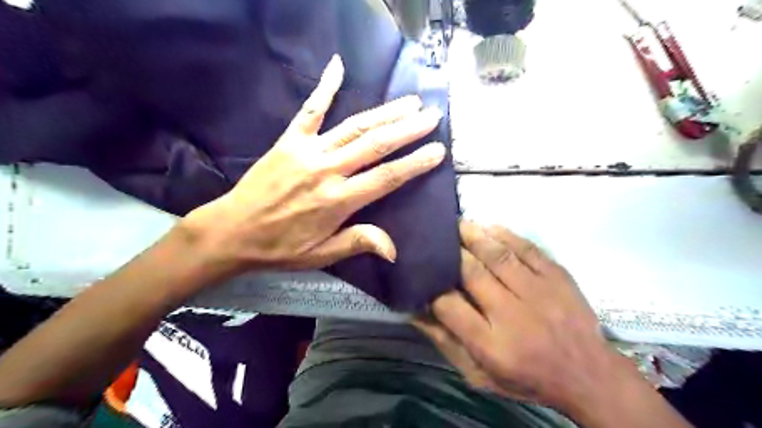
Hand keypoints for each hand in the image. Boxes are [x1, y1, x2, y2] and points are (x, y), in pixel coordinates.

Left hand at [181, 54, 443, 274]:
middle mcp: (327, 171)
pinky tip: (338, 66)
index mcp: (338, 201)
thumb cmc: (280, 247)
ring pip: (354, 126)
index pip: (386, 177)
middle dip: (407, 129)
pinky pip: (310, 110)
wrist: (232, 231)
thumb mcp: (321, 255)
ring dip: (384, 112)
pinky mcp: (289, 140)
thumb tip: (393, 251)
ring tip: (409, 101)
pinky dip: (324, 87)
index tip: (437, 150)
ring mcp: (308, 151)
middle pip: (376, 145)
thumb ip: (357, 243)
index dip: (415, 163)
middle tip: (432, 115)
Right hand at [414, 223, 694, 425]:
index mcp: (491, 344)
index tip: (424, 276)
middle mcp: (512, 315)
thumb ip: (446, 343)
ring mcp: (538, 293)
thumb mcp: (480, 374)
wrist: (587, 374)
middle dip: (452, 252)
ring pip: (498, 256)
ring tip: (458, 224)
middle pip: (473, 274)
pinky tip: (490, 227)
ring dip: (474, 236)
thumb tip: (414, 313)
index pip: (449, 307)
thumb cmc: (527, 377)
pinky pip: (528, 249)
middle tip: (438, 237)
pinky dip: (506, 235)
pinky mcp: (558, 277)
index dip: (432, 288)